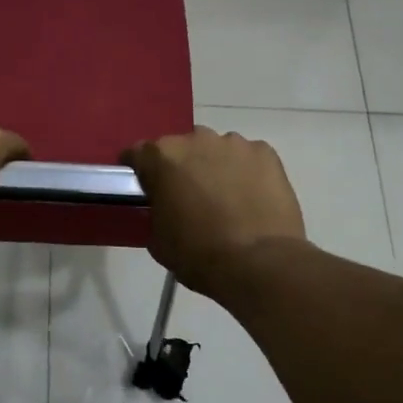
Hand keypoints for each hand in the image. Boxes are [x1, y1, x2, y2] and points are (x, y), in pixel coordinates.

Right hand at [123, 128, 306, 298]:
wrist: (259, 263)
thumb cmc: (199, 254)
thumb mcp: (157, 239)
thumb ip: (155, 211)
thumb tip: (163, 206)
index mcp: (162, 157)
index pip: (137, 153)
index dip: (139, 170)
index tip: (144, 186)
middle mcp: (195, 139)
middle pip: (180, 148)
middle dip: (181, 167)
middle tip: (188, 196)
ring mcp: (234, 143)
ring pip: (216, 150)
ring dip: (214, 167)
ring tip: (225, 198)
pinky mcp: (265, 153)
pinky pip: (248, 158)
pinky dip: (246, 172)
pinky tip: (251, 198)